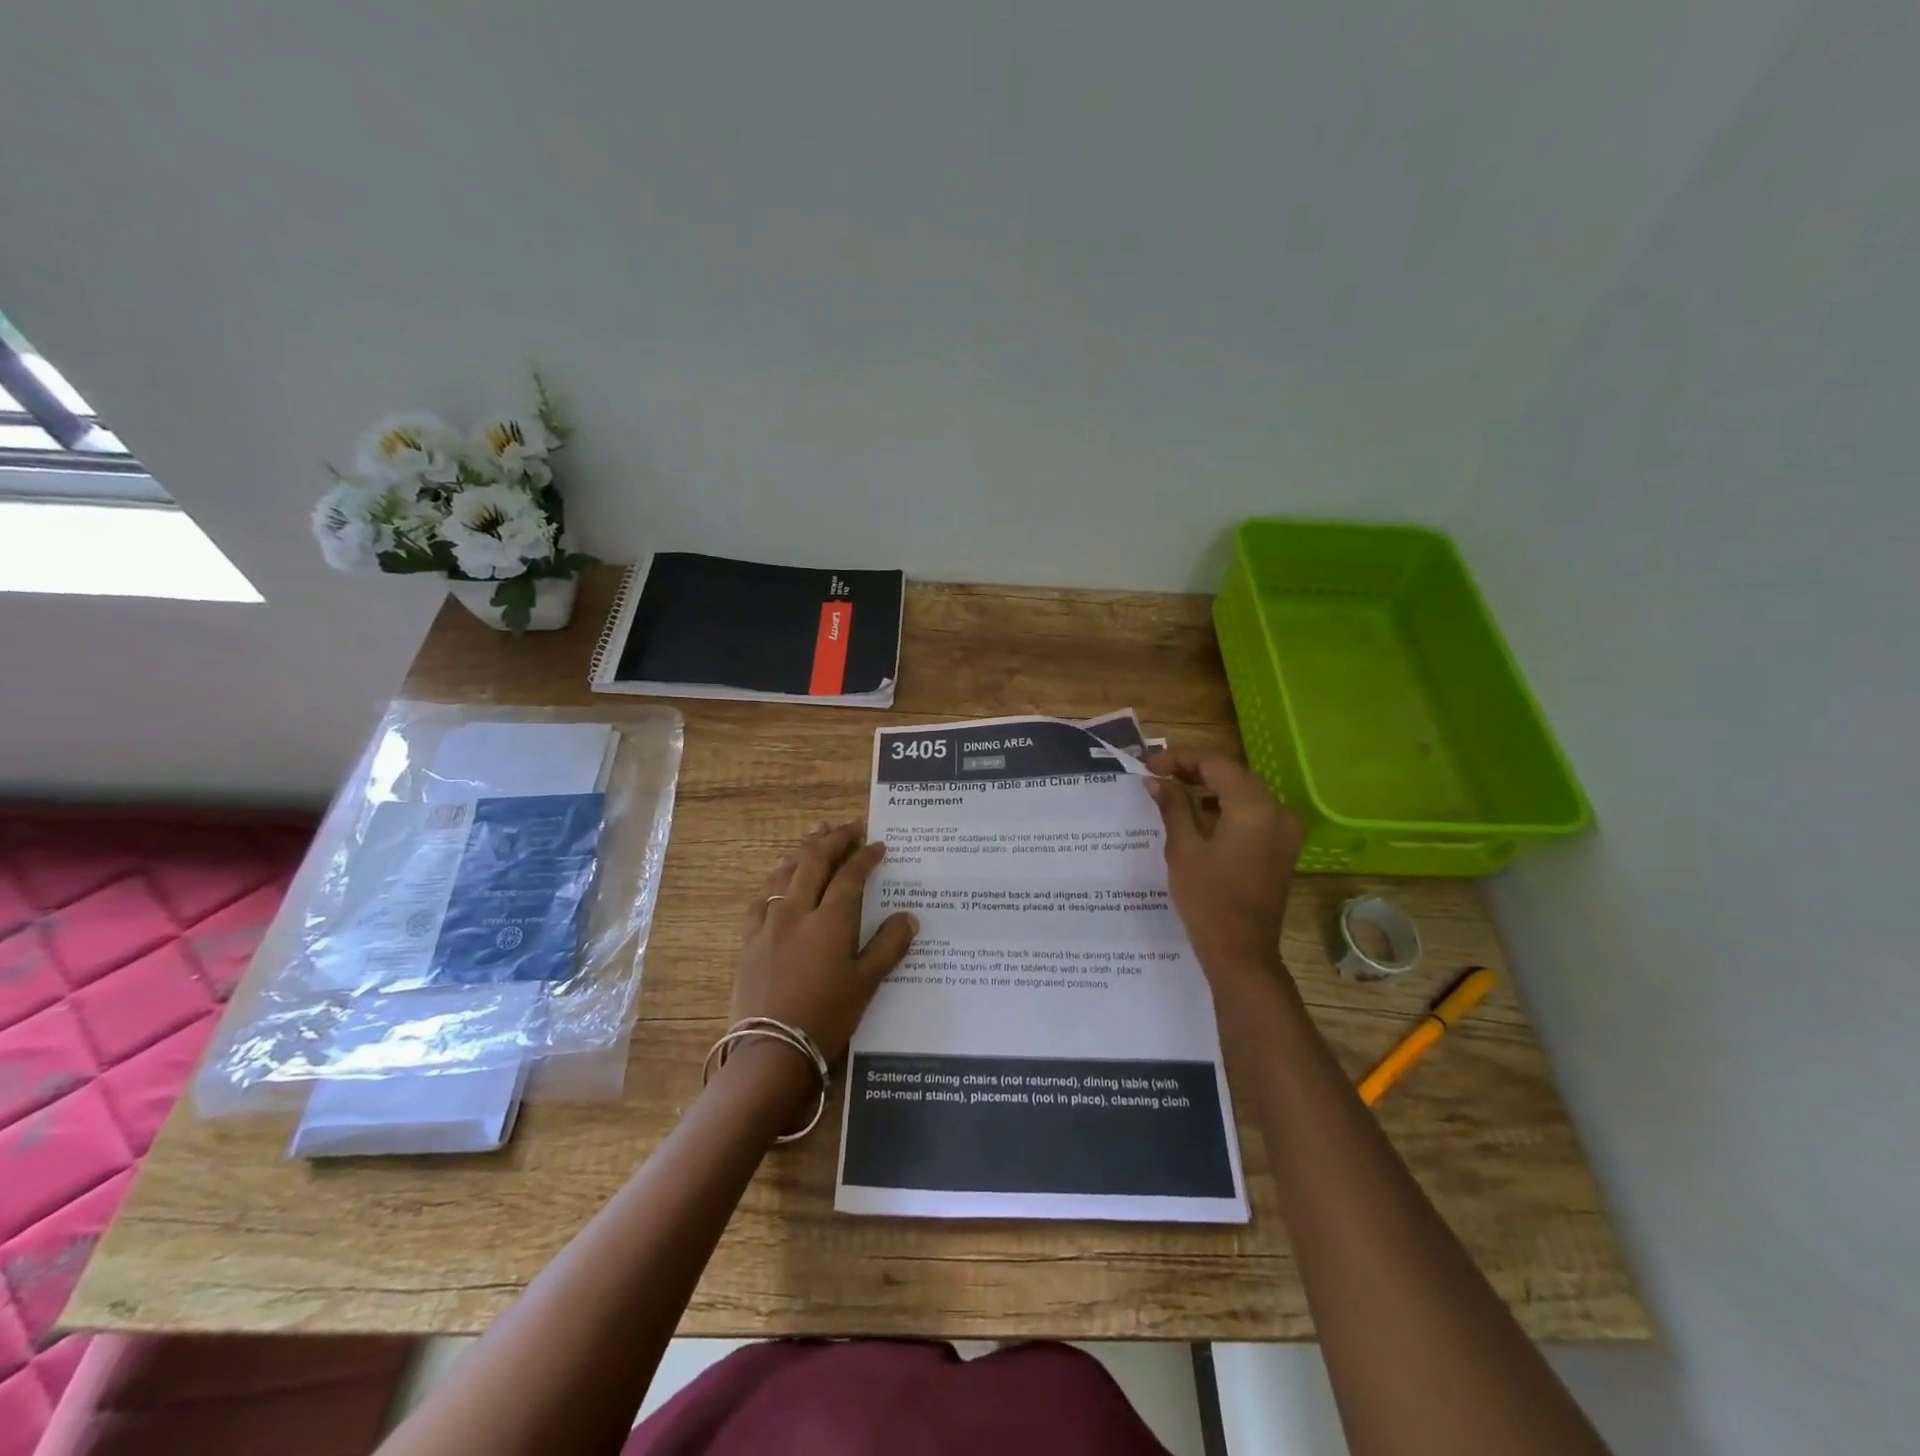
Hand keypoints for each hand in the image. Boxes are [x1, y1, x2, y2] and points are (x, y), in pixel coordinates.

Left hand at [730, 820, 917, 1065]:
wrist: (771, 1051)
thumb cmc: (826, 1018)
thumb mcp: (866, 985)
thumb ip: (888, 947)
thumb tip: (908, 916)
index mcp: (831, 920)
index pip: (850, 875)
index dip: (865, 856)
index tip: (878, 845)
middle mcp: (798, 911)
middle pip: (814, 862)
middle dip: (834, 840)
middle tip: (849, 826)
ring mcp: (769, 923)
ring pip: (785, 873)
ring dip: (803, 851)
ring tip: (816, 835)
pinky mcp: (750, 939)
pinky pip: (763, 897)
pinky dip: (777, 878)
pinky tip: (780, 878)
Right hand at [1145, 750, 1303, 994]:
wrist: (1241, 952)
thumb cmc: (1208, 900)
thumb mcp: (1183, 849)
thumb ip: (1172, 807)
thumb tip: (1157, 781)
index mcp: (1254, 807)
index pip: (1216, 764)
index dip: (1180, 758)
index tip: (1149, 765)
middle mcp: (1277, 811)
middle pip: (1233, 774)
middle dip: (1194, 769)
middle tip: (1158, 774)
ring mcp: (1284, 831)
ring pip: (1243, 792)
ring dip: (1209, 787)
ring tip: (1172, 789)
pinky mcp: (1281, 847)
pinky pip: (1253, 813)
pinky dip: (1225, 807)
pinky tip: (1198, 813)